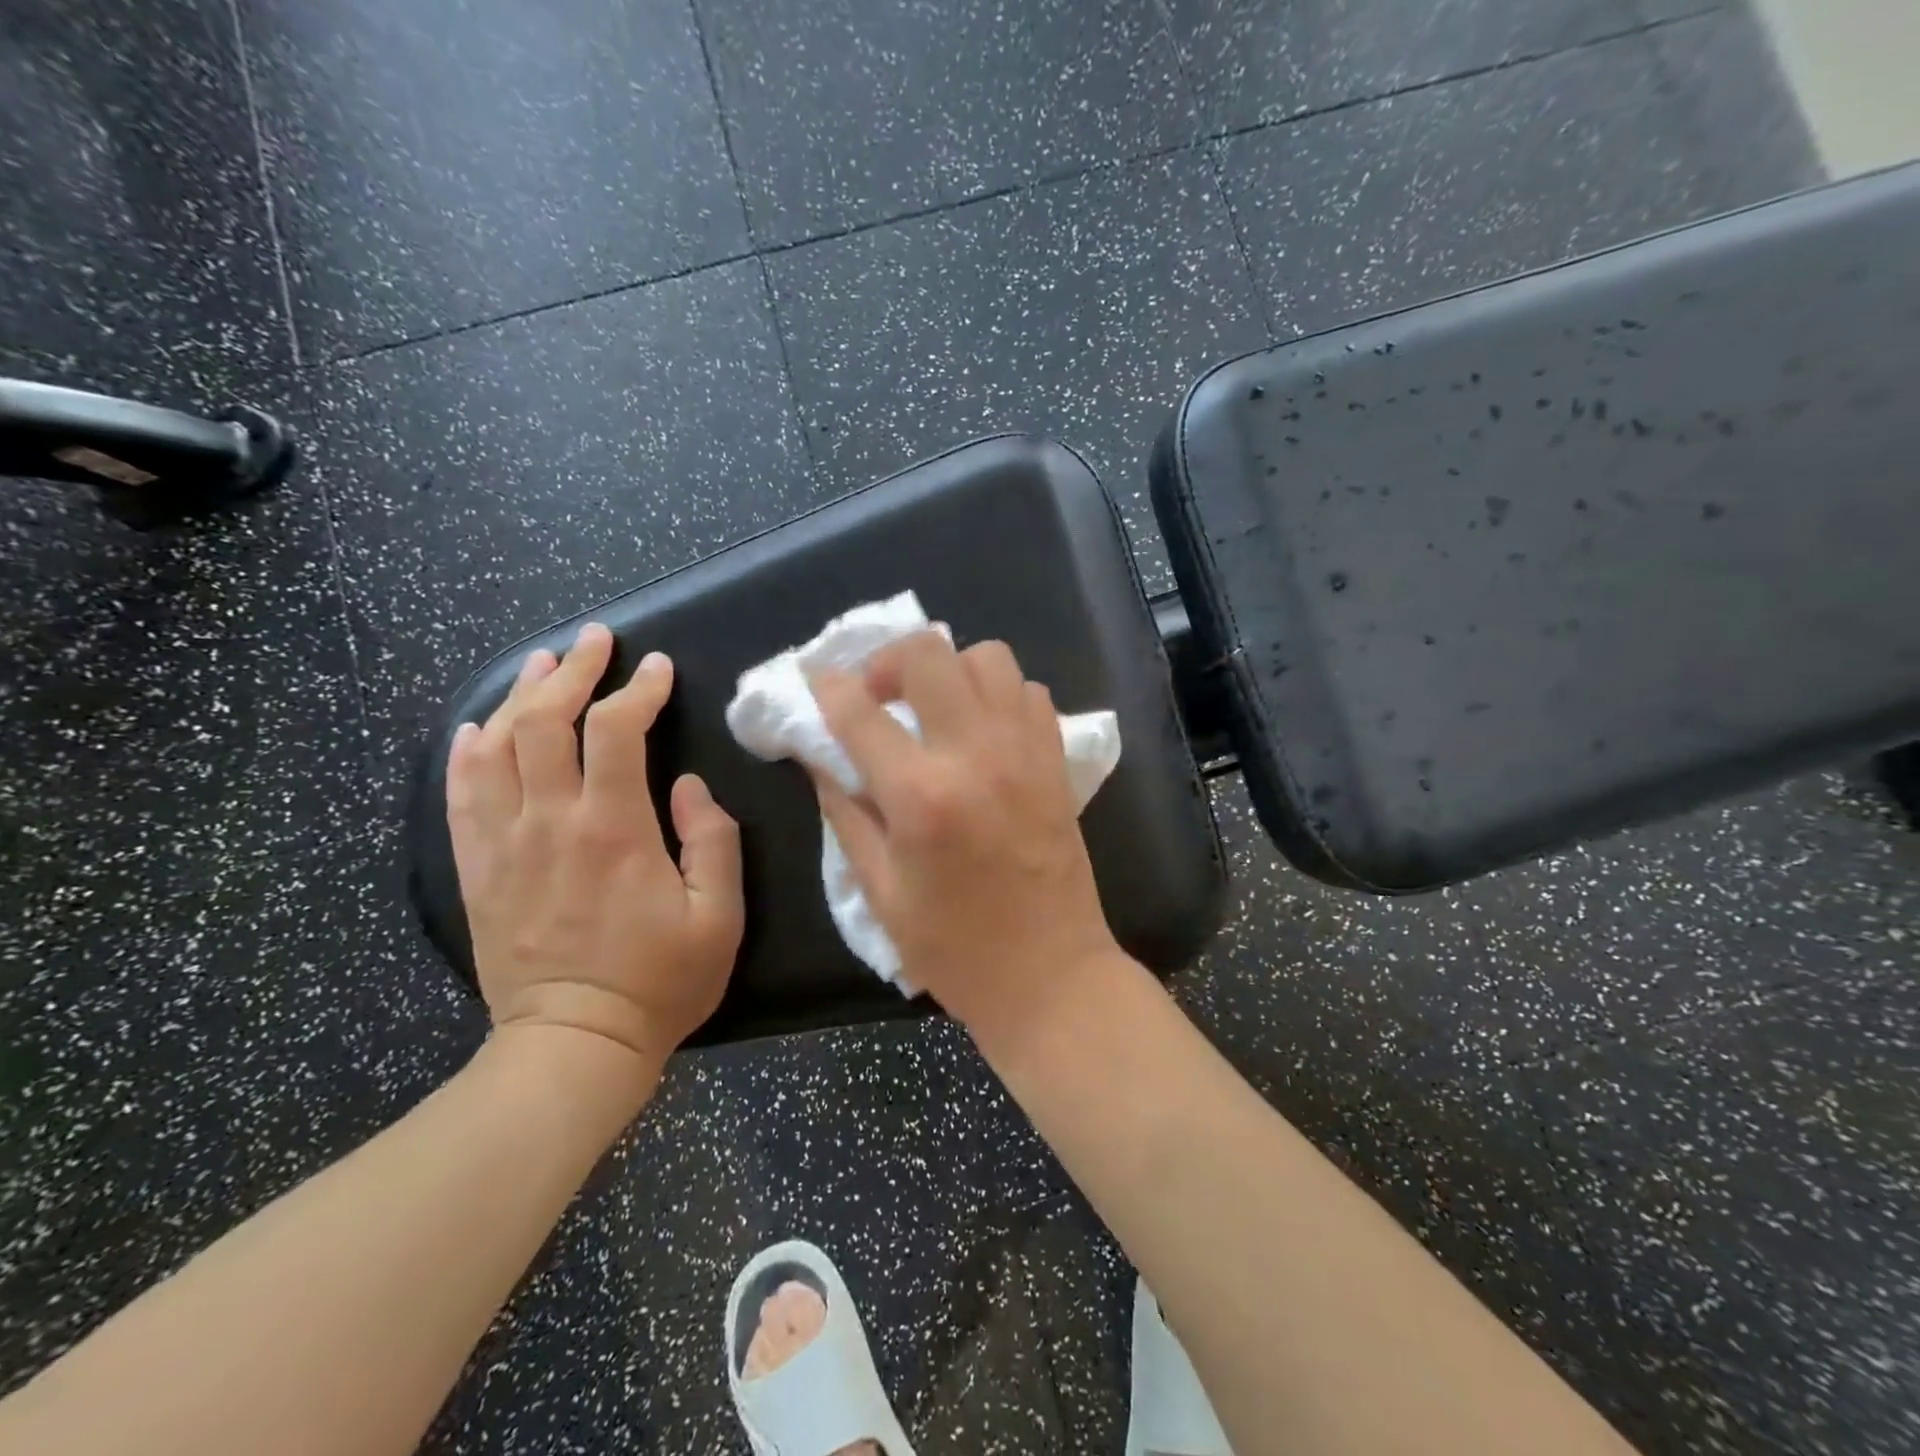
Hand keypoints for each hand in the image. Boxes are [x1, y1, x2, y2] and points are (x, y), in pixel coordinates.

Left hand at [446, 623, 743, 1078]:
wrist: (574, 1045)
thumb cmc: (660, 982)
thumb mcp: (719, 917)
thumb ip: (714, 842)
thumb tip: (690, 787)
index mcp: (614, 829)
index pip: (617, 732)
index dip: (638, 690)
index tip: (659, 668)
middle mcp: (550, 823)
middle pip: (547, 723)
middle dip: (574, 672)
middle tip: (596, 640)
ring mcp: (505, 845)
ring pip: (498, 747)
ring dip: (520, 696)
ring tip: (543, 662)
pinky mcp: (479, 870)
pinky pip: (461, 797)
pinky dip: (467, 753)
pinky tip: (478, 727)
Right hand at [810, 632, 1121, 1036]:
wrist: (1052, 975)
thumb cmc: (955, 949)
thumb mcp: (880, 891)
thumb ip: (847, 813)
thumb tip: (822, 757)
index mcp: (920, 796)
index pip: (859, 711)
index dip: (827, 687)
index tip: (818, 683)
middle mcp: (975, 755)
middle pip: (929, 653)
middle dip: (889, 660)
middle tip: (879, 695)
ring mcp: (1024, 751)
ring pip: (988, 657)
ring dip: (950, 670)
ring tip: (935, 708)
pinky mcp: (1056, 761)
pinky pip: (1028, 692)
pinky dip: (998, 695)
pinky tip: (982, 730)